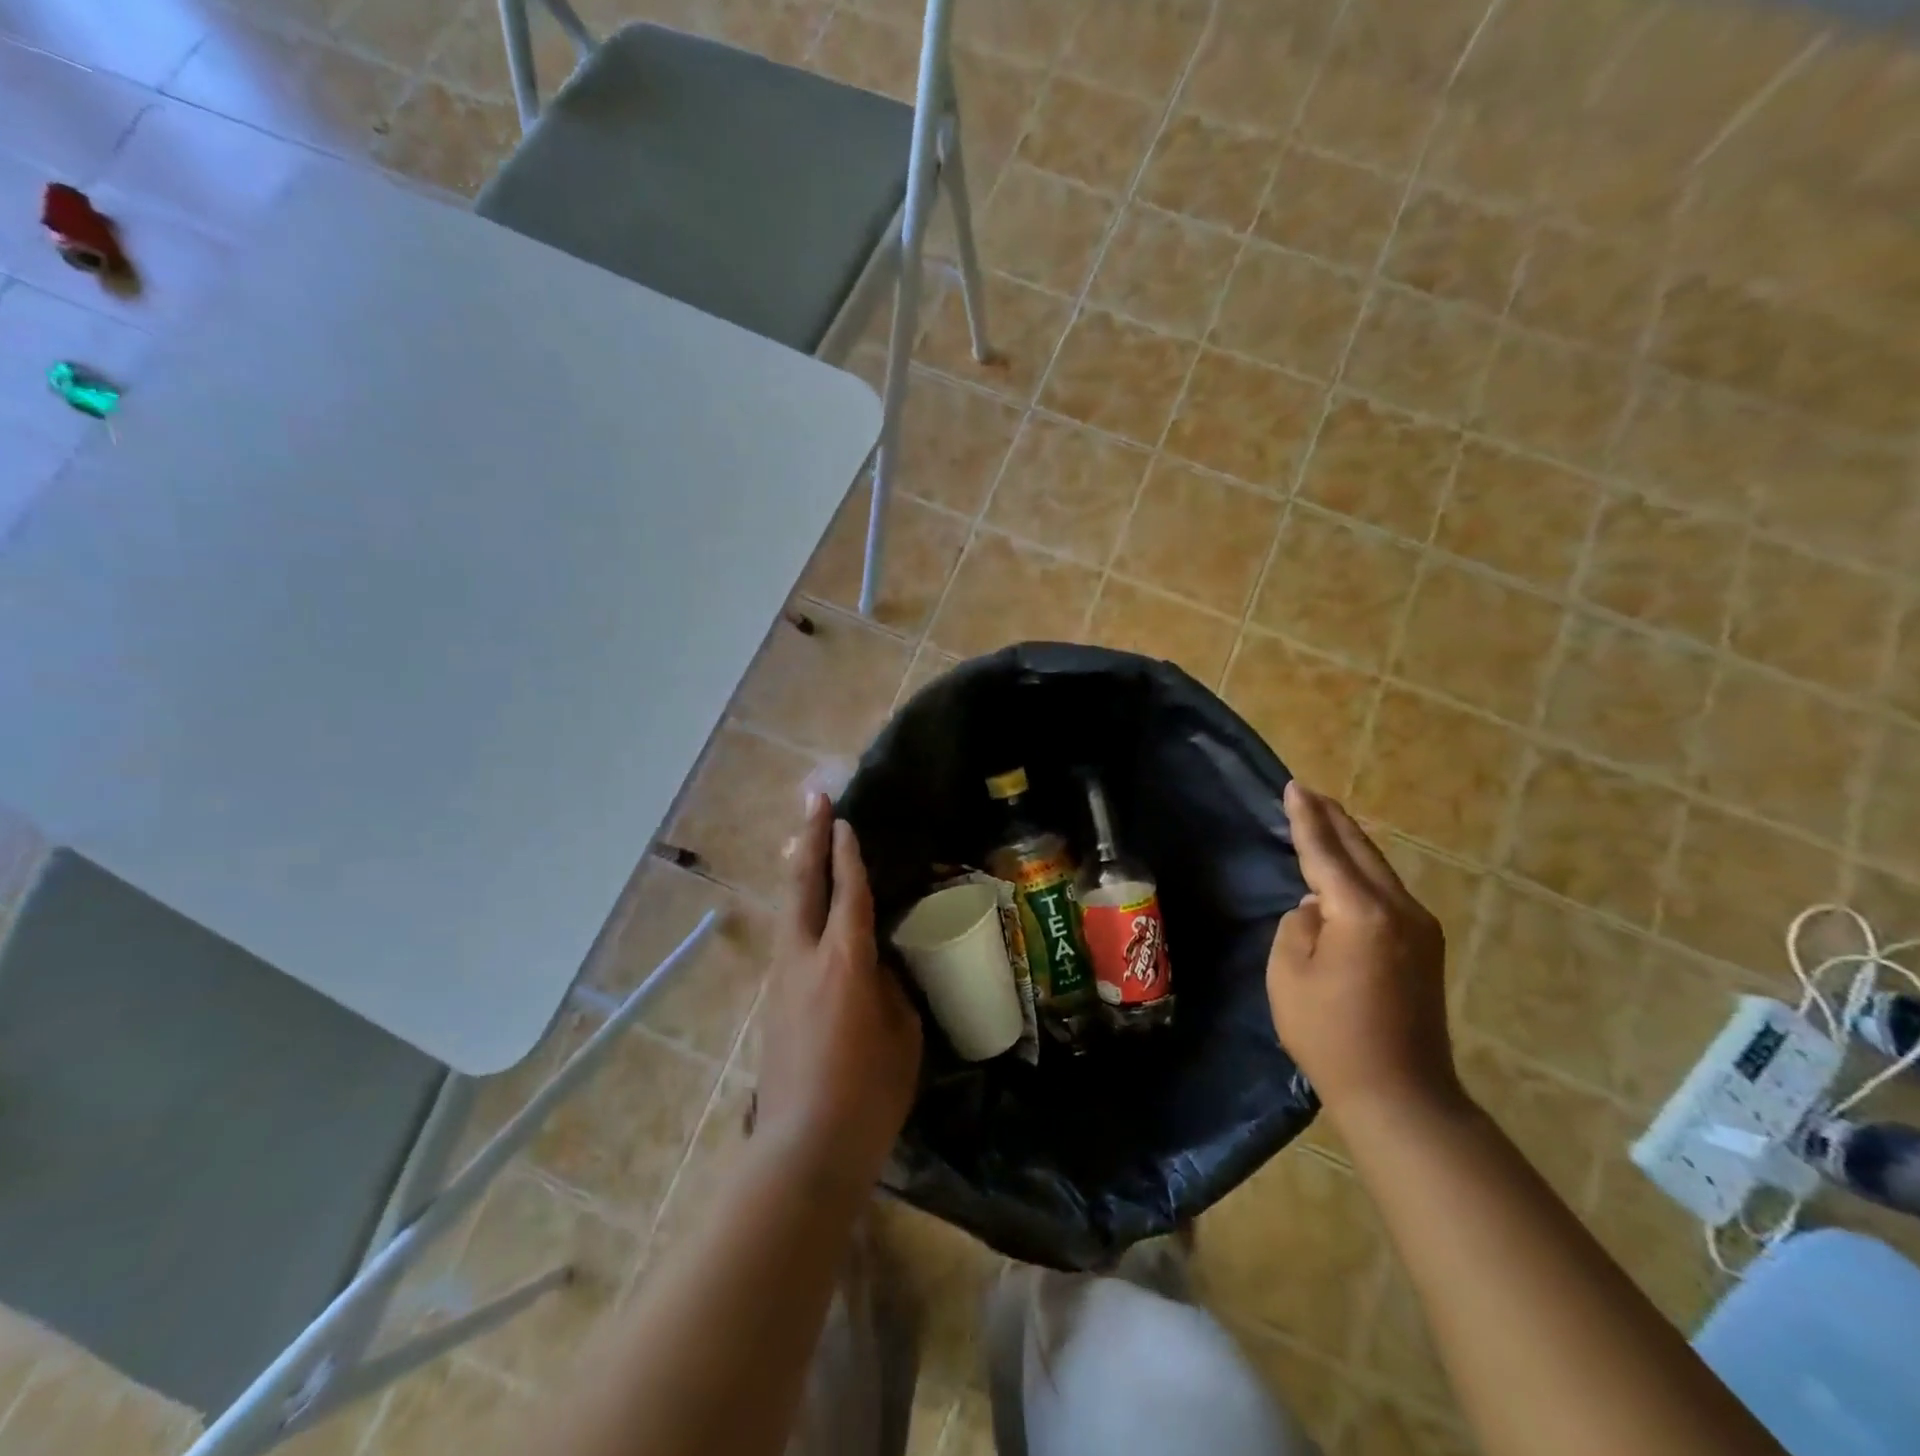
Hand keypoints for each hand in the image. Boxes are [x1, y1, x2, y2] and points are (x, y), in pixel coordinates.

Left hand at [755, 793, 921, 1192]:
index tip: (844, 820)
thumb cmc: (868, 1094)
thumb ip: (889, 989)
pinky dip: (799, 911)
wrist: (804, 1149)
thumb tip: (876, 967)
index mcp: (845, 961)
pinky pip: (789, 940)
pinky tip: (809, 912)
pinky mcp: (774, 1003)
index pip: (848, 892)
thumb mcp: (901, 1034)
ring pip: (789, 911)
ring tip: (805, 842)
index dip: (848, 853)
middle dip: (809, 839)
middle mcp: (806, 959)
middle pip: (803, 886)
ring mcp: (782, 980)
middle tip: (813, 799)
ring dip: (799, 872)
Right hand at [1268, 782, 1461, 1125]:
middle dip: (1333, 820)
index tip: (1294, 787)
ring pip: (1379, 870)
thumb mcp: (1289, 975)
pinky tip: (1348, 870)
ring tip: (1325, 820)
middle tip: (1308, 793)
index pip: (1326, 852)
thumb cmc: (1330, 1035)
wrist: (1401, 1094)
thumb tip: (1316, 908)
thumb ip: (1298, 926)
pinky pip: (1387, 893)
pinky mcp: (1425, 948)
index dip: (1306, 819)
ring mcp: (1419, 928)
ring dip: (1350, 844)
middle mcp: (1399, 910)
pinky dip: (1363, 872)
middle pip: (1361, 851)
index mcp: (1360, 912)